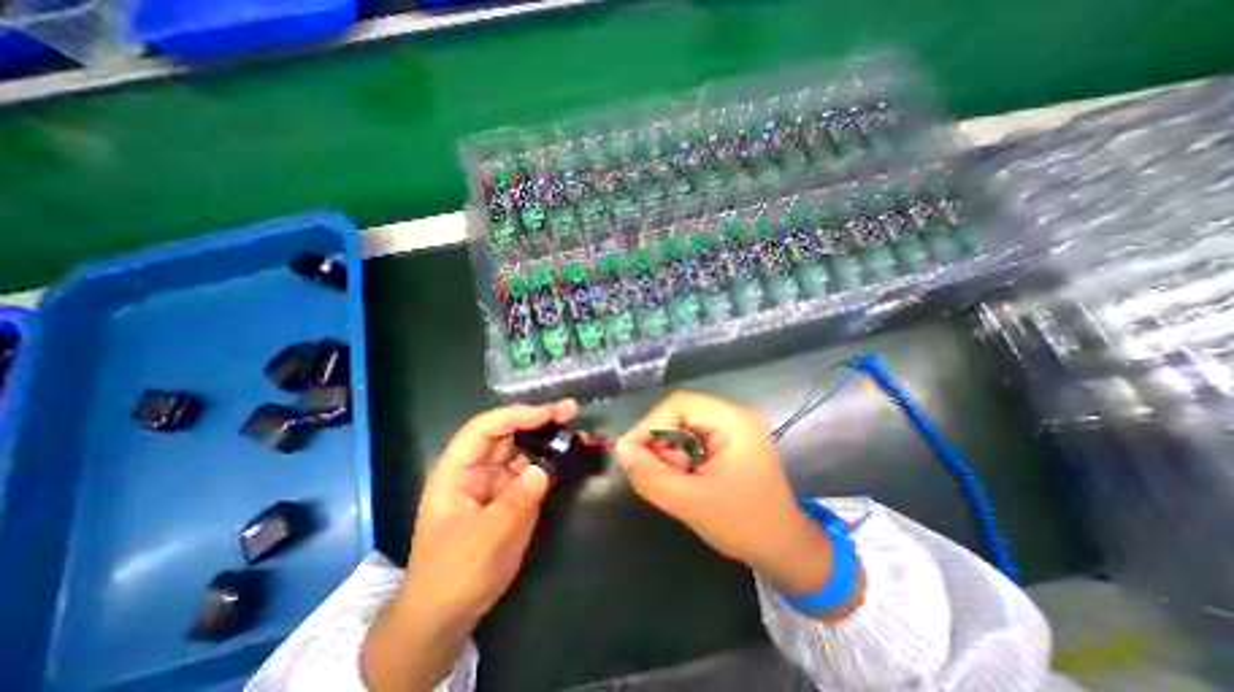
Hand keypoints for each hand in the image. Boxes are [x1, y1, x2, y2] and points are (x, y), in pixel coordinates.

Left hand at [362, 399, 577, 690]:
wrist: (449, 613)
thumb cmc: (453, 575)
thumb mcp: (483, 540)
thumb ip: (514, 502)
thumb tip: (543, 469)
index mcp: (457, 470)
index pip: (484, 429)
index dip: (515, 416)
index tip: (547, 414)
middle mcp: (479, 467)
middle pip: (508, 432)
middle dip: (538, 419)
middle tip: (569, 410)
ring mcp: (499, 479)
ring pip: (525, 447)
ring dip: (550, 437)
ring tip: (577, 430)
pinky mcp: (516, 492)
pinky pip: (536, 468)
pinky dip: (554, 459)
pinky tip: (572, 453)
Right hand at [614, 391, 849, 602]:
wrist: (785, 549)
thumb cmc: (745, 526)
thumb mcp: (691, 503)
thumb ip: (651, 476)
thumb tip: (620, 450)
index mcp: (733, 421)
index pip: (679, 404)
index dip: (649, 424)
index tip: (629, 452)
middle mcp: (733, 416)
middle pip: (680, 414)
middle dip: (659, 442)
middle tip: (650, 471)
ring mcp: (732, 428)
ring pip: (682, 427)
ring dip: (669, 452)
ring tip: (673, 480)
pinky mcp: (728, 442)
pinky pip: (692, 440)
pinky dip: (680, 458)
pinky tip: (685, 479)